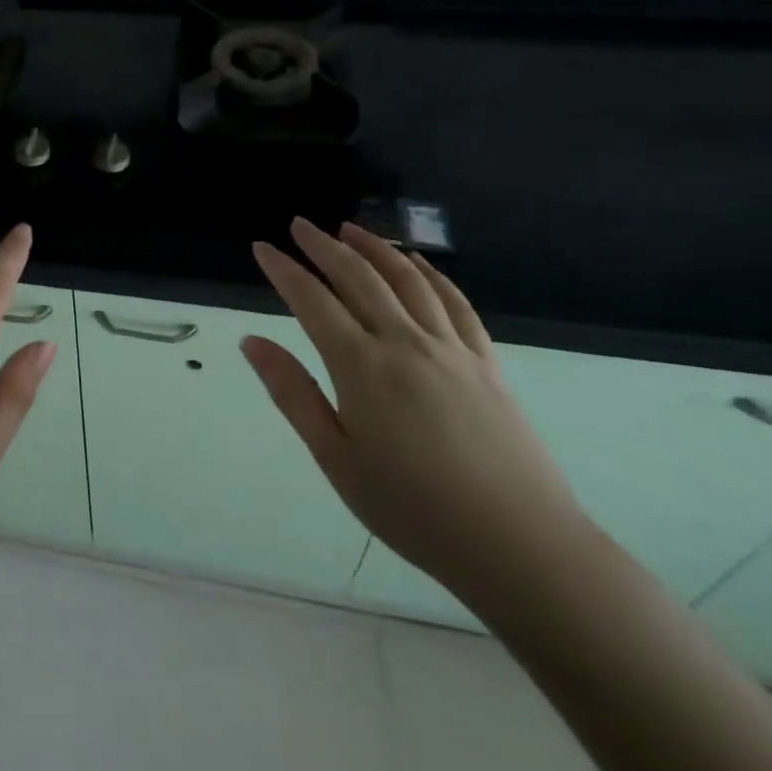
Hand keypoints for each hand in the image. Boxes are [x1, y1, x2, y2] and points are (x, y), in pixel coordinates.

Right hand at [245, 218, 590, 612]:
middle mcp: (404, 342)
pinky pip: (455, 303)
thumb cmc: (413, 509)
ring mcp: (450, 348)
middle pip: (358, 277)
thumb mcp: (336, 459)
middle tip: (299, 225)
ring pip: (407, 279)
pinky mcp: (486, 362)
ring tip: (350, 229)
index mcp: (361, 366)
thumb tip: (251, 342)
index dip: (284, 270)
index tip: (262, 247)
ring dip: (375, 247)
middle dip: (324, 246)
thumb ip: (293, 393)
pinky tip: (416, 264)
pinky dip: (430, 274)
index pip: (312, 301)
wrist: (520, 546)